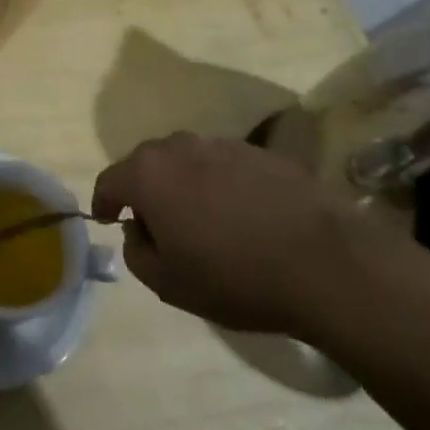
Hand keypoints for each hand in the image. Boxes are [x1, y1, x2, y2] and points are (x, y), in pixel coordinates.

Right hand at [92, 131, 383, 338]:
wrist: (326, 263)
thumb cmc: (236, 277)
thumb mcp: (169, 285)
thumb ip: (136, 253)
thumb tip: (138, 230)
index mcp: (148, 174)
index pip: (109, 180)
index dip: (103, 201)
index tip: (106, 219)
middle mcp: (178, 147)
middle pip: (146, 163)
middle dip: (143, 189)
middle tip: (155, 223)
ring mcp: (221, 144)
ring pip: (185, 160)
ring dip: (182, 183)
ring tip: (199, 218)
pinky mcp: (259, 151)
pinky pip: (222, 164)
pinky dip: (218, 183)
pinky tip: (238, 214)